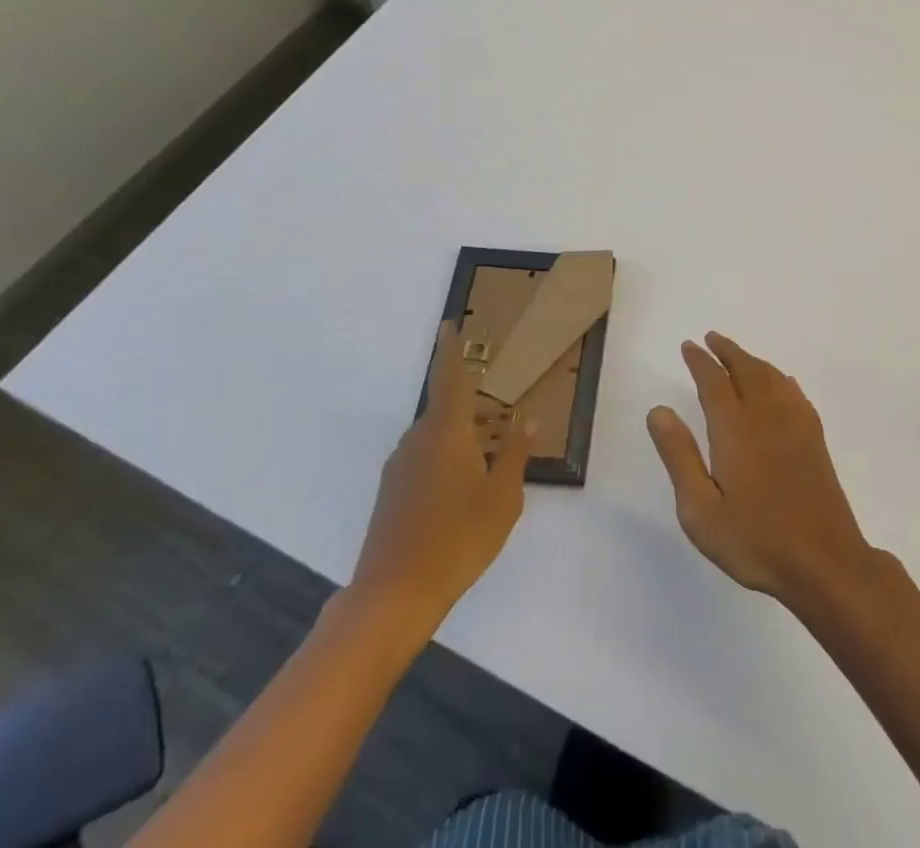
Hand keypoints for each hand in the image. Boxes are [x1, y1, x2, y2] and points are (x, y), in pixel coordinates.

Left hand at [348, 330, 531, 628]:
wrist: (393, 594)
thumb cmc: (458, 538)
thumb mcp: (502, 496)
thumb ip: (515, 453)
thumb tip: (528, 420)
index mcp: (446, 431)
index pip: (450, 378)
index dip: (450, 349)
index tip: (448, 325)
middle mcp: (417, 439)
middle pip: (446, 411)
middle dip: (472, 412)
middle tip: (499, 426)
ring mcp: (399, 467)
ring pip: (435, 438)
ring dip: (460, 441)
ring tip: (486, 466)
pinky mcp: (390, 493)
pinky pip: (423, 460)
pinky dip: (445, 462)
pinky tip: (461, 494)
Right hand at [647, 332, 880, 610]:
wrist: (824, 561)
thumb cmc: (755, 539)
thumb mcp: (700, 509)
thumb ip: (679, 456)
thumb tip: (659, 410)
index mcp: (735, 428)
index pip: (713, 381)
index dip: (700, 361)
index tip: (688, 346)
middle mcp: (766, 415)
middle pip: (745, 369)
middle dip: (726, 351)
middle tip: (711, 338)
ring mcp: (795, 424)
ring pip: (771, 377)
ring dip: (751, 360)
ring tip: (738, 355)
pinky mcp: (814, 439)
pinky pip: (794, 393)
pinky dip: (780, 379)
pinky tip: (781, 383)